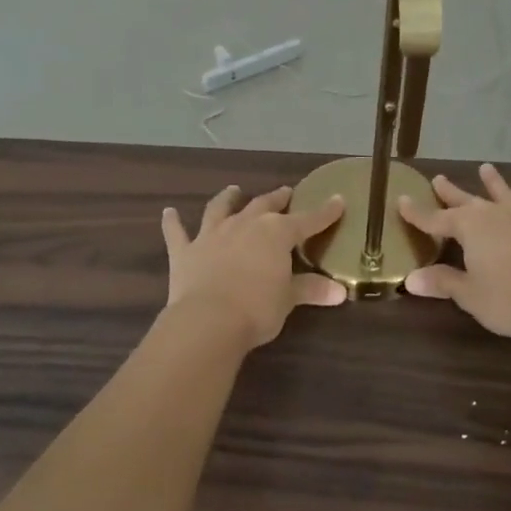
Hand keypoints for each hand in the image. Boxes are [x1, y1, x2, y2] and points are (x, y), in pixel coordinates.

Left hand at [162, 186, 347, 350]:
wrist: (208, 320)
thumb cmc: (257, 308)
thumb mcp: (289, 299)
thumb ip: (311, 289)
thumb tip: (341, 291)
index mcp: (276, 233)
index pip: (308, 220)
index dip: (325, 212)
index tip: (338, 200)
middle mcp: (244, 225)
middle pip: (264, 205)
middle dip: (277, 198)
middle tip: (285, 192)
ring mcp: (212, 235)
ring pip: (221, 209)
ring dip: (228, 199)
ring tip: (233, 190)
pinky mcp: (185, 252)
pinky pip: (177, 233)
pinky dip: (173, 222)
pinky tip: (169, 213)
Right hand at [397, 164, 510, 340]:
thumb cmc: (508, 299)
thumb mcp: (468, 294)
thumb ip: (441, 282)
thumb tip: (410, 279)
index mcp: (469, 228)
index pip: (435, 219)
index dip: (417, 212)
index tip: (401, 200)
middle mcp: (494, 217)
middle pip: (467, 202)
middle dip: (450, 193)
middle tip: (438, 178)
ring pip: (504, 198)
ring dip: (494, 184)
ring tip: (486, 168)